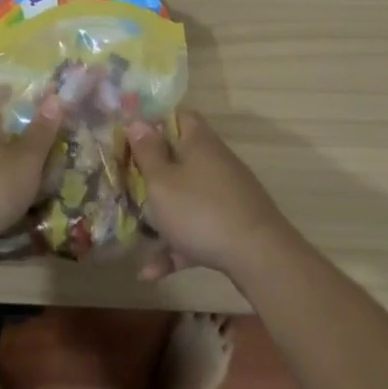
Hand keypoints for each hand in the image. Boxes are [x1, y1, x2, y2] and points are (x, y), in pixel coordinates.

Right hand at [127, 111, 295, 280]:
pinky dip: (178, 245)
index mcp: (199, 142)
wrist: (259, 256)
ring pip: (188, 196)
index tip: (132, 138)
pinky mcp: (233, 224)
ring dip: (163, 214)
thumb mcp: (161, 181)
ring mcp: (228, 194)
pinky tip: (152, 272)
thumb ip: (147, 152)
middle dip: (155, 171)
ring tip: (137, 232)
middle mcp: (216, 162)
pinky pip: (198, 228)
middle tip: (129, 183)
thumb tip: (138, 122)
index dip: (155, 122)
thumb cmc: (200, 210)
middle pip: (182, 157)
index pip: (179, 116)